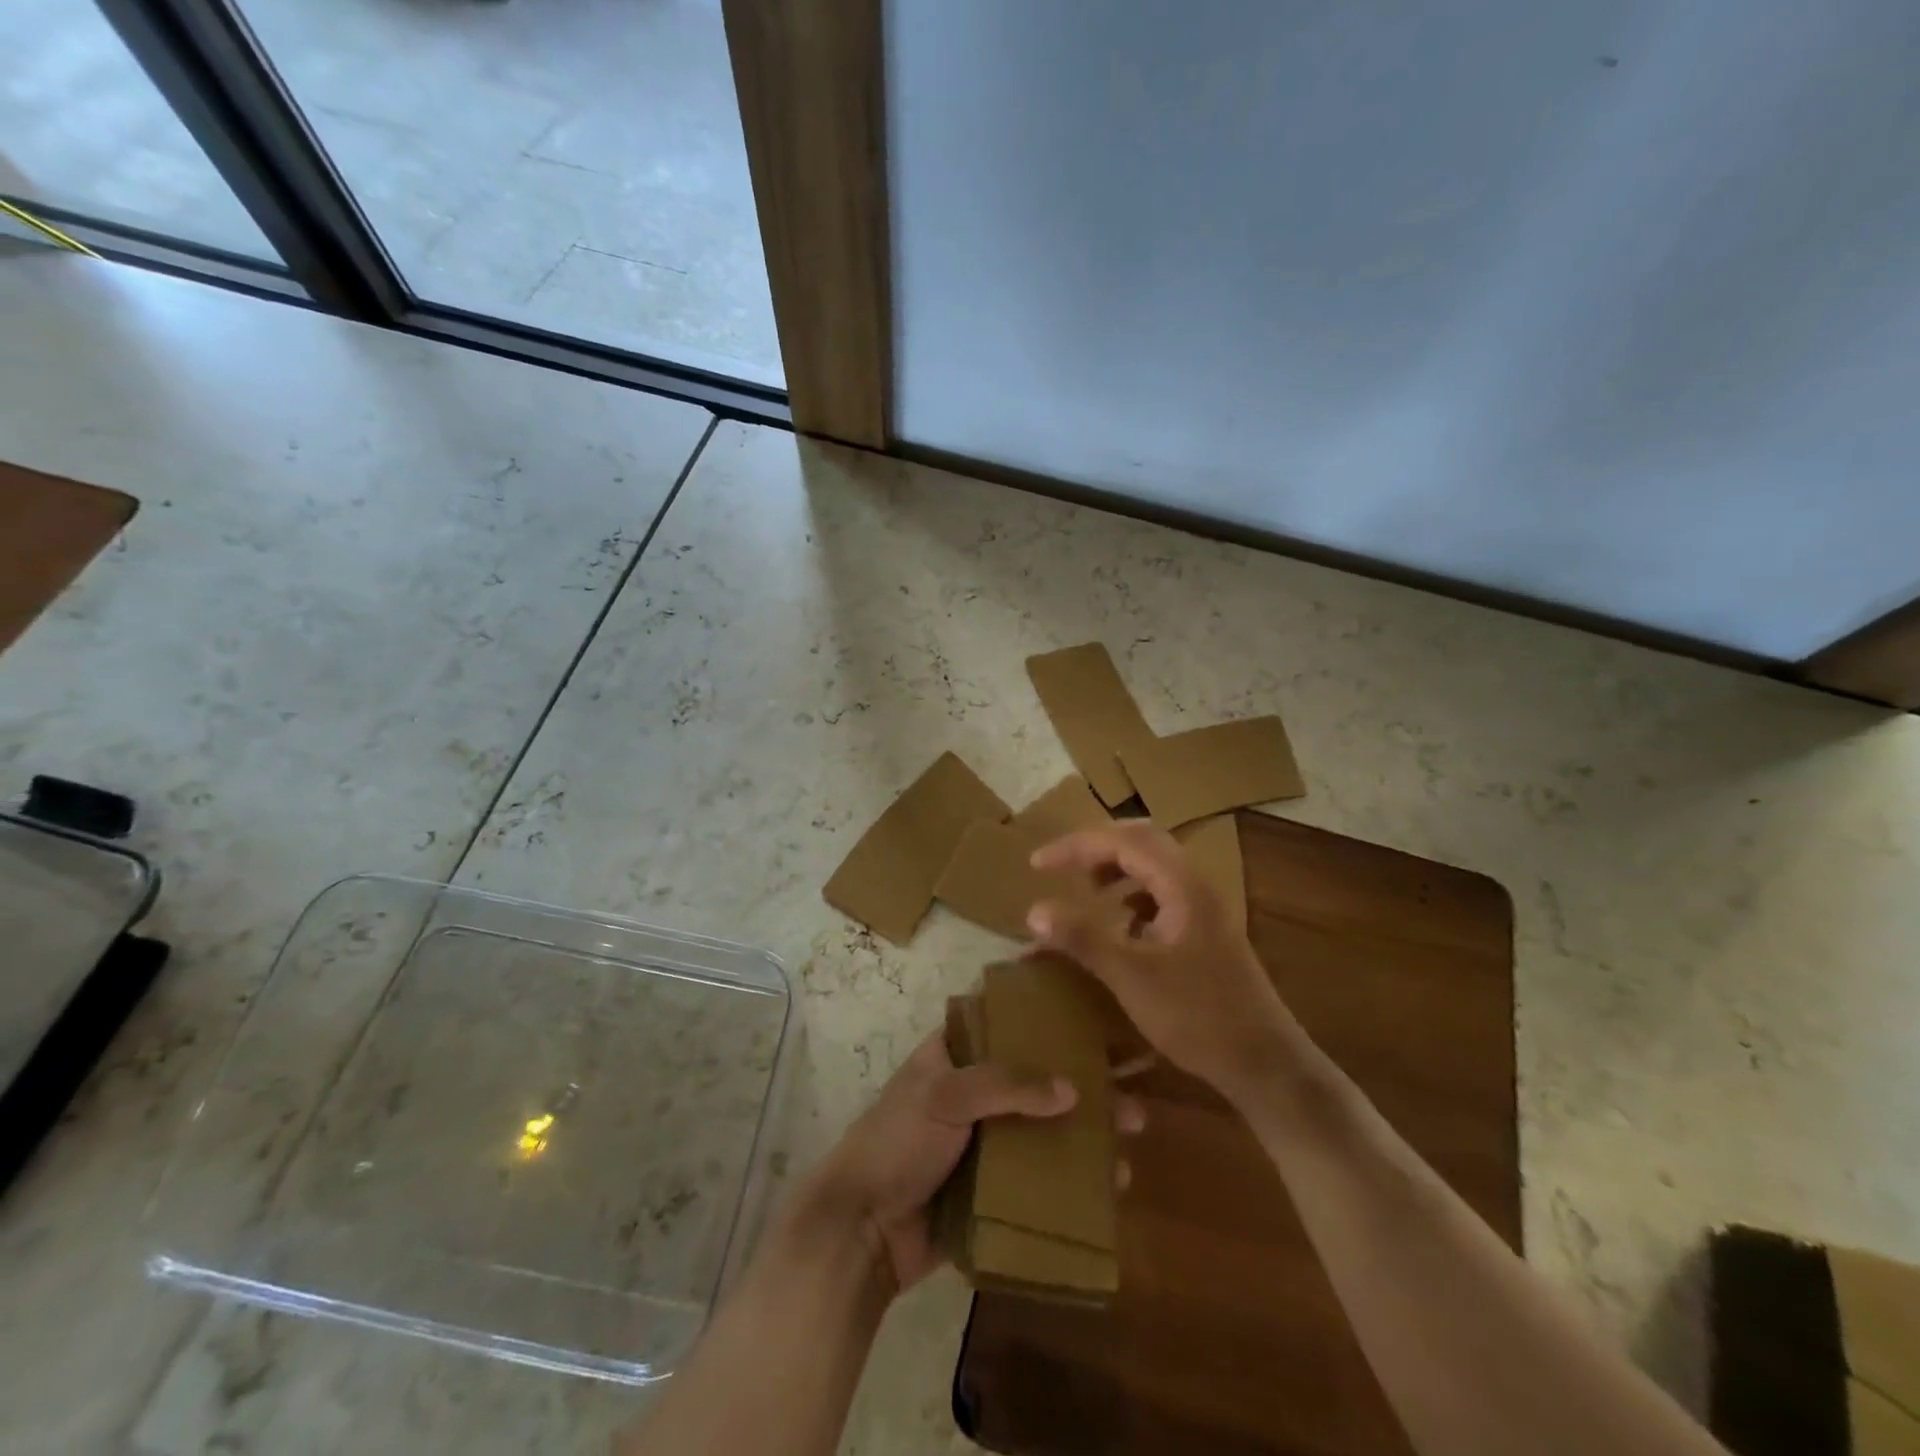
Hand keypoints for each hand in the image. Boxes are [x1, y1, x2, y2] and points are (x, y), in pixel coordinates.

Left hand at [803, 1031, 1143, 1295]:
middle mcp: (975, 1091)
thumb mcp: (943, 1095)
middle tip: (1132, 1088)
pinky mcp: (995, 1189)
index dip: (1046, 1014)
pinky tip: (1112, 1186)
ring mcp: (987, 1142)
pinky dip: (1075, 1179)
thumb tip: (1072, 1090)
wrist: (862, 1232)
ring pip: (1046, 1127)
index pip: (1006, 1021)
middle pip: (1038, 1077)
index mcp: (954, 1054)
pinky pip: (1042, 1177)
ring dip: (1088, 1131)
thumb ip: (1004, 1085)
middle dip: (1084, 1081)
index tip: (1095, 1010)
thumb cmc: (896, 1142)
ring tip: (1132, 1137)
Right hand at [1029, 822, 1297, 1098]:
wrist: (1264, 1063)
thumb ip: (1083, 938)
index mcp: (1181, 886)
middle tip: (1062, 866)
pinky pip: (1163, 893)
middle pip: (1142, 841)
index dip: (1076, 846)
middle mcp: (1195, 886)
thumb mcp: (1131, 977)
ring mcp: (1204, 908)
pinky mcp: (1205, 932)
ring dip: (1117, 869)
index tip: (1037, 865)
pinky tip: (1120, 926)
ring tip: (1088, 891)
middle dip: (1097, 847)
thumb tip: (1034, 910)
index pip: (1122, 842)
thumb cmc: (1197, 1016)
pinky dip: (1133, 896)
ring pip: (1155, 866)